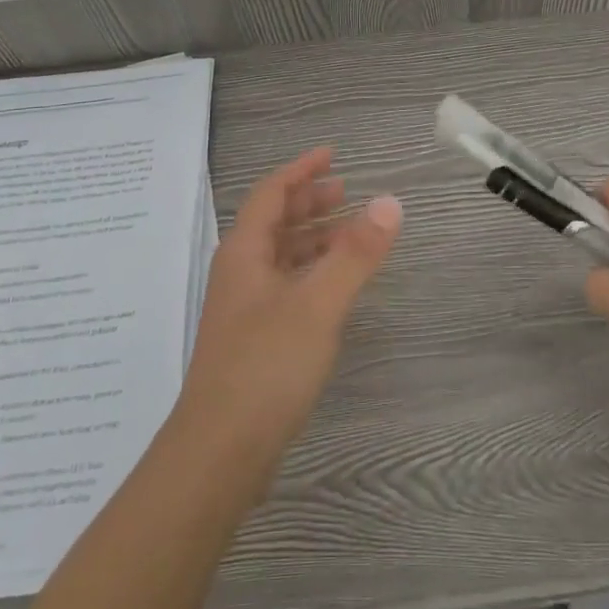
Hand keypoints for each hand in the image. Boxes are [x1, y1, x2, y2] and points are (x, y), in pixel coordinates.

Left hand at [176, 148, 401, 479]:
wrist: (218, 454)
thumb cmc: (265, 367)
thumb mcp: (318, 304)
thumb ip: (355, 254)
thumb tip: (390, 202)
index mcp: (245, 253)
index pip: (272, 193)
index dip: (301, 170)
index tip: (332, 154)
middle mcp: (239, 273)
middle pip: (273, 222)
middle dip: (308, 202)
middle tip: (347, 192)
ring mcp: (243, 309)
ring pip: (280, 256)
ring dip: (312, 238)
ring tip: (350, 233)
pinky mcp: (253, 340)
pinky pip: (285, 286)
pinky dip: (311, 272)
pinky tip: (333, 288)